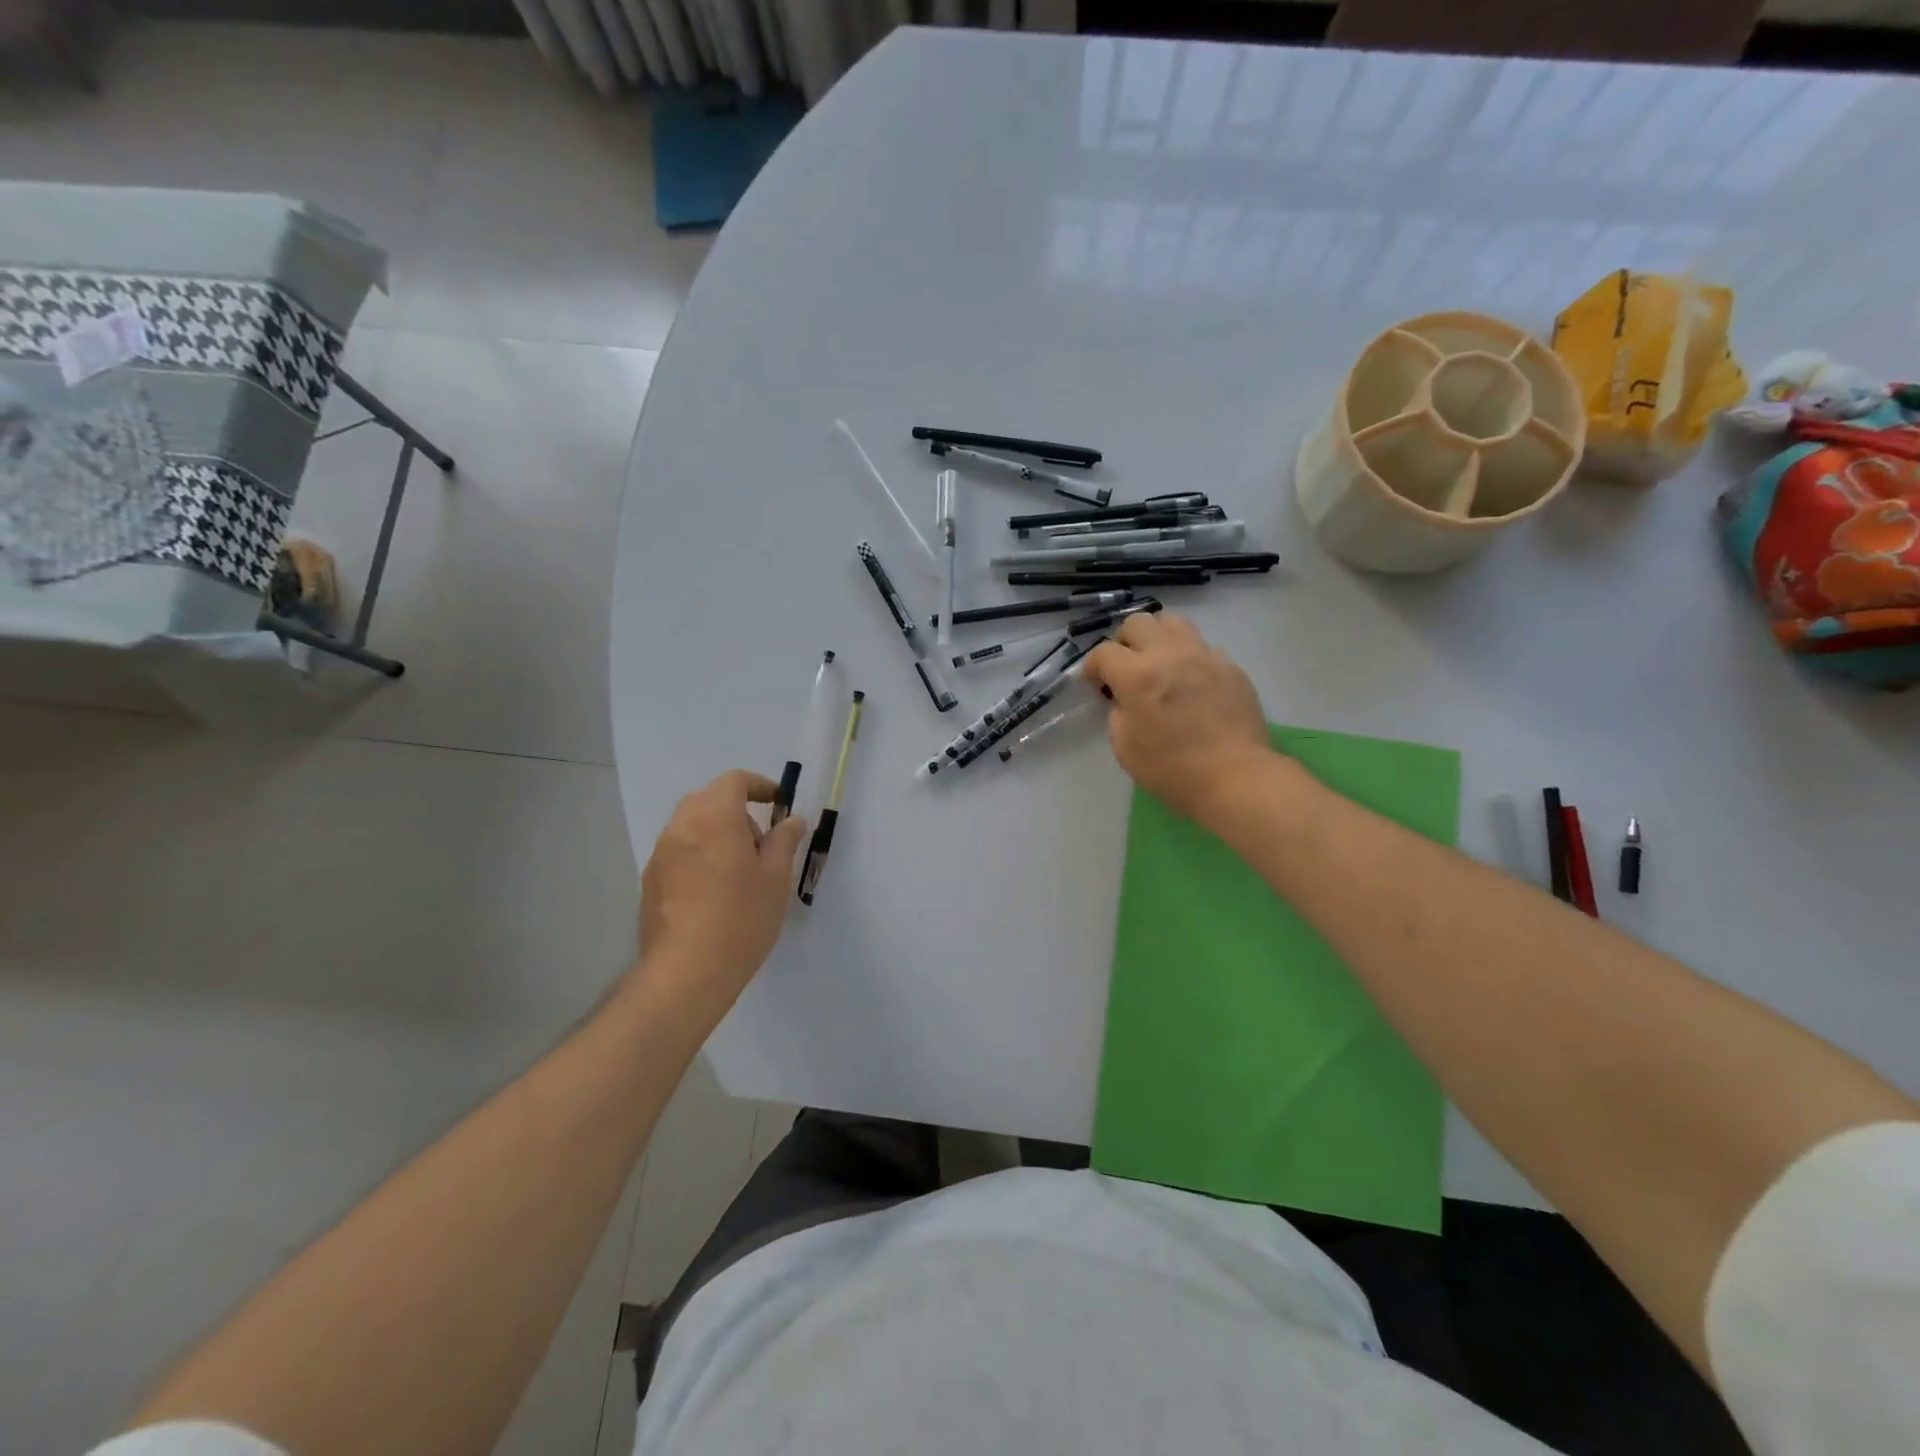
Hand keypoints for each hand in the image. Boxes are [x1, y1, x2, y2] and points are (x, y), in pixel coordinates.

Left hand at [632, 770, 807, 1019]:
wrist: (686, 973)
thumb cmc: (741, 918)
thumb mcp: (776, 878)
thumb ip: (784, 840)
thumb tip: (792, 819)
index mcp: (714, 819)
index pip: (733, 781)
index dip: (758, 785)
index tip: (778, 803)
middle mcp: (681, 828)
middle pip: (707, 799)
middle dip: (736, 808)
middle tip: (760, 841)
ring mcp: (660, 855)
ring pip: (690, 824)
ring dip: (716, 831)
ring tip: (739, 869)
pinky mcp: (650, 881)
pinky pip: (678, 850)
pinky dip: (699, 852)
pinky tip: (715, 890)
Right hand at [1082, 613, 1275, 826]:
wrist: (1236, 777)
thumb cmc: (1172, 769)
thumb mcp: (1125, 748)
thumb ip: (1118, 714)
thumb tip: (1125, 700)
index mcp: (1137, 675)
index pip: (1103, 652)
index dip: (1093, 667)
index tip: (1096, 685)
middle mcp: (1169, 654)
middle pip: (1138, 622)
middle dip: (1124, 642)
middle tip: (1126, 668)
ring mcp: (1204, 656)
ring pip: (1173, 622)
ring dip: (1158, 638)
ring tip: (1159, 664)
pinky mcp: (1230, 666)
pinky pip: (1203, 647)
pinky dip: (1189, 657)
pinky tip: (1191, 682)